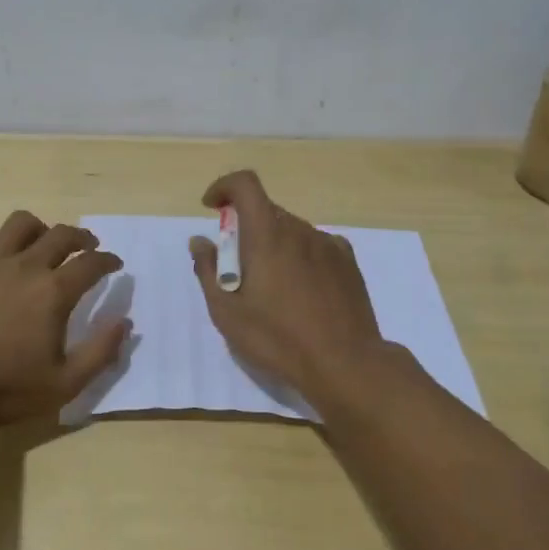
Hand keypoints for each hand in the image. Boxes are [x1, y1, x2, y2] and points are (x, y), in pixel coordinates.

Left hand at [0, 211, 128, 425]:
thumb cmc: (4, 390)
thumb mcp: (64, 384)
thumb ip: (100, 352)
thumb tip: (125, 322)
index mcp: (53, 292)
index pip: (91, 263)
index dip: (108, 261)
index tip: (114, 264)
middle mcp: (25, 266)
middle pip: (61, 234)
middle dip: (81, 237)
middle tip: (87, 247)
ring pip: (21, 223)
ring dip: (39, 228)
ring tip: (41, 242)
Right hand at [188, 170, 386, 405]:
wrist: (345, 364)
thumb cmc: (278, 339)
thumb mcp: (227, 312)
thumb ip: (208, 270)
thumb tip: (200, 240)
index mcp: (267, 235)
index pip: (245, 185)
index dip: (224, 187)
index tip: (212, 207)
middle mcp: (299, 230)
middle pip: (266, 211)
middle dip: (246, 228)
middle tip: (238, 269)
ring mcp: (328, 244)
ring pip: (292, 230)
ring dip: (274, 245)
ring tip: (273, 288)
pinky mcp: (348, 262)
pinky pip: (316, 246)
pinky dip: (301, 256)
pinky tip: (303, 291)